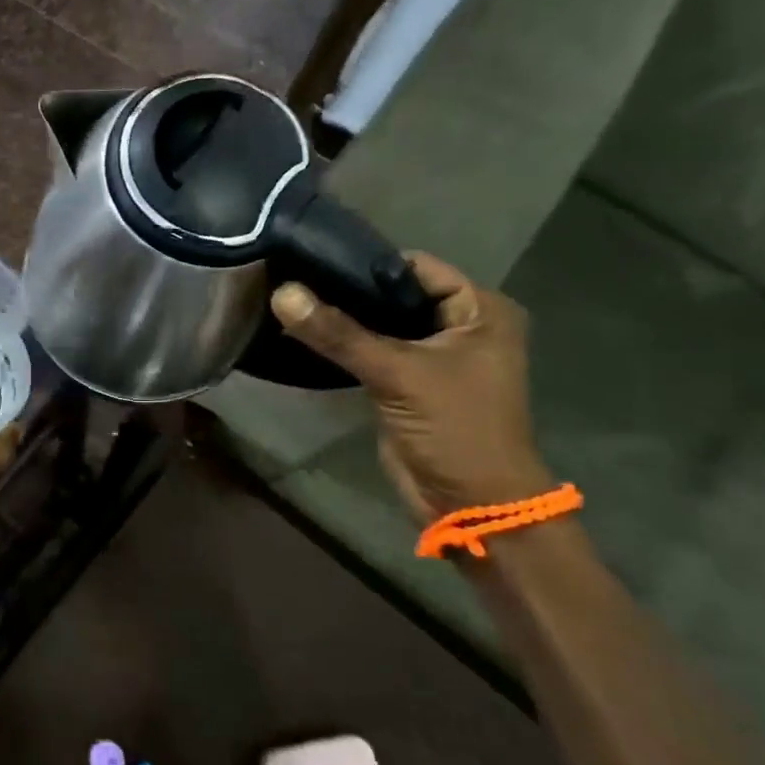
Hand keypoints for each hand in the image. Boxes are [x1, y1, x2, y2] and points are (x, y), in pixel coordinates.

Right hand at [271, 253, 552, 522]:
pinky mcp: (407, 382)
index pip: (417, 268)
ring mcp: (433, 356)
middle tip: (295, 279)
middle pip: (396, 295)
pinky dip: (344, 345)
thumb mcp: (398, 374)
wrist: (471, 504)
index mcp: (481, 310)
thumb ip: (340, 333)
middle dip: (350, 291)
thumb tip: (283, 293)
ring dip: (343, 320)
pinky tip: (304, 334)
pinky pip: (372, 352)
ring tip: (291, 302)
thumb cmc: (456, 429)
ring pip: (381, 324)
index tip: (315, 259)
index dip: (369, 264)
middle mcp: (461, 326)